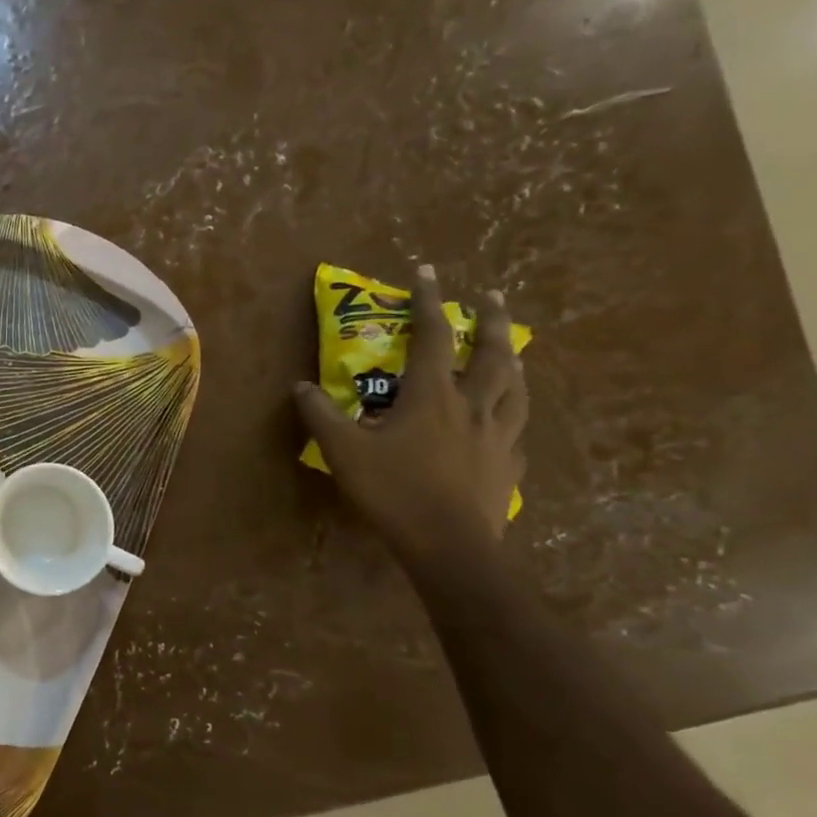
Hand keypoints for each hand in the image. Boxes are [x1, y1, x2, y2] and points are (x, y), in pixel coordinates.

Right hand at [295, 263, 525, 564]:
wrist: (449, 545)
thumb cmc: (394, 490)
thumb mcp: (344, 451)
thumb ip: (321, 415)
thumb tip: (300, 386)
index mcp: (433, 396)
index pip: (433, 336)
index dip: (429, 301)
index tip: (427, 271)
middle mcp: (473, 406)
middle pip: (493, 354)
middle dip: (492, 321)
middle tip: (494, 298)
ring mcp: (498, 437)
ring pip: (516, 389)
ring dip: (513, 362)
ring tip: (512, 351)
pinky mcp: (509, 467)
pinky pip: (515, 433)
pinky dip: (511, 418)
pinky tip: (505, 426)